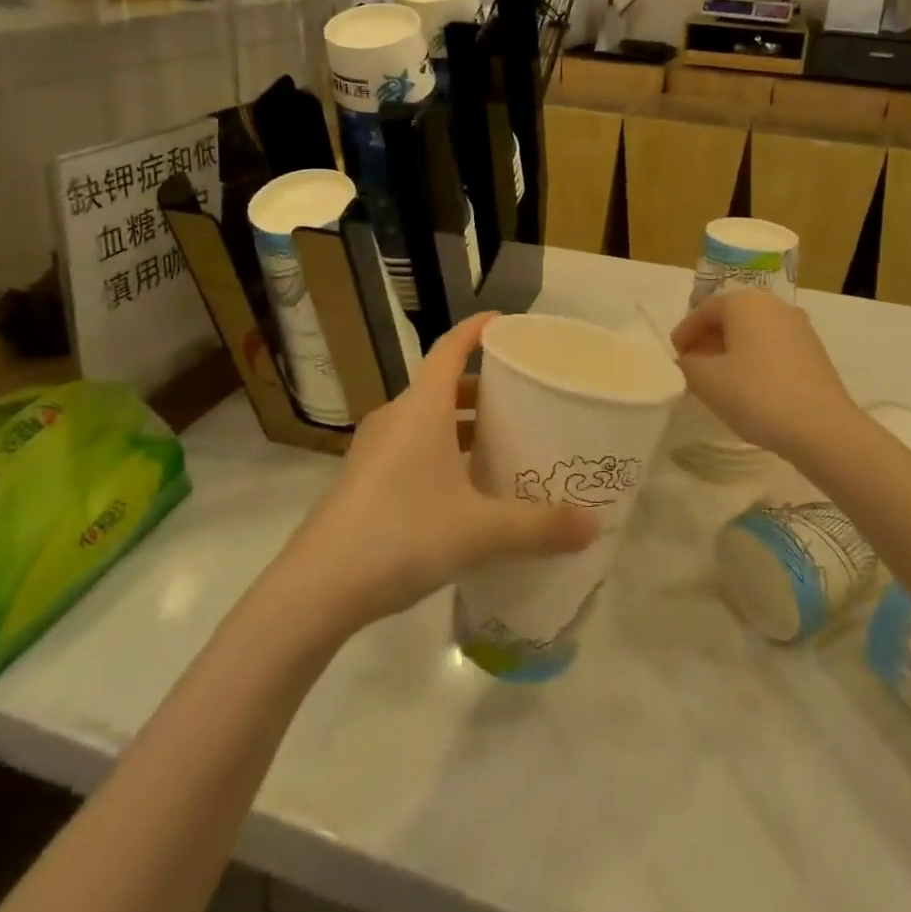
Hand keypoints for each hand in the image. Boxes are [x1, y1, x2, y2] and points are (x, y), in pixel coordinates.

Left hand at [278, 313, 598, 633]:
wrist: (317, 588)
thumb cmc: (402, 534)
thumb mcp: (480, 531)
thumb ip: (538, 526)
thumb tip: (594, 526)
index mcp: (422, 407)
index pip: (449, 347)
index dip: (477, 329)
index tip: (505, 323)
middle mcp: (396, 417)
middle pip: (441, 384)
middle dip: (480, 388)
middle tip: (520, 400)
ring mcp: (374, 449)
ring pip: (425, 419)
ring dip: (460, 424)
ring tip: (498, 444)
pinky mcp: (362, 480)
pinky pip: (410, 447)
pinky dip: (439, 451)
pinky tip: (462, 490)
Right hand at [670, 293, 856, 460]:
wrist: (822, 428)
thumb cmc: (756, 395)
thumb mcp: (707, 381)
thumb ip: (689, 364)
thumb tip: (691, 358)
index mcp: (744, 302)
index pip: (705, 310)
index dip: (686, 332)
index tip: (675, 355)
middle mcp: (773, 305)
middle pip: (731, 317)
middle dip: (709, 339)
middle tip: (693, 365)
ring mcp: (799, 326)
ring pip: (754, 332)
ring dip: (733, 350)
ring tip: (720, 378)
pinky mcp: (814, 351)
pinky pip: (773, 346)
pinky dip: (755, 359)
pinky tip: (749, 386)